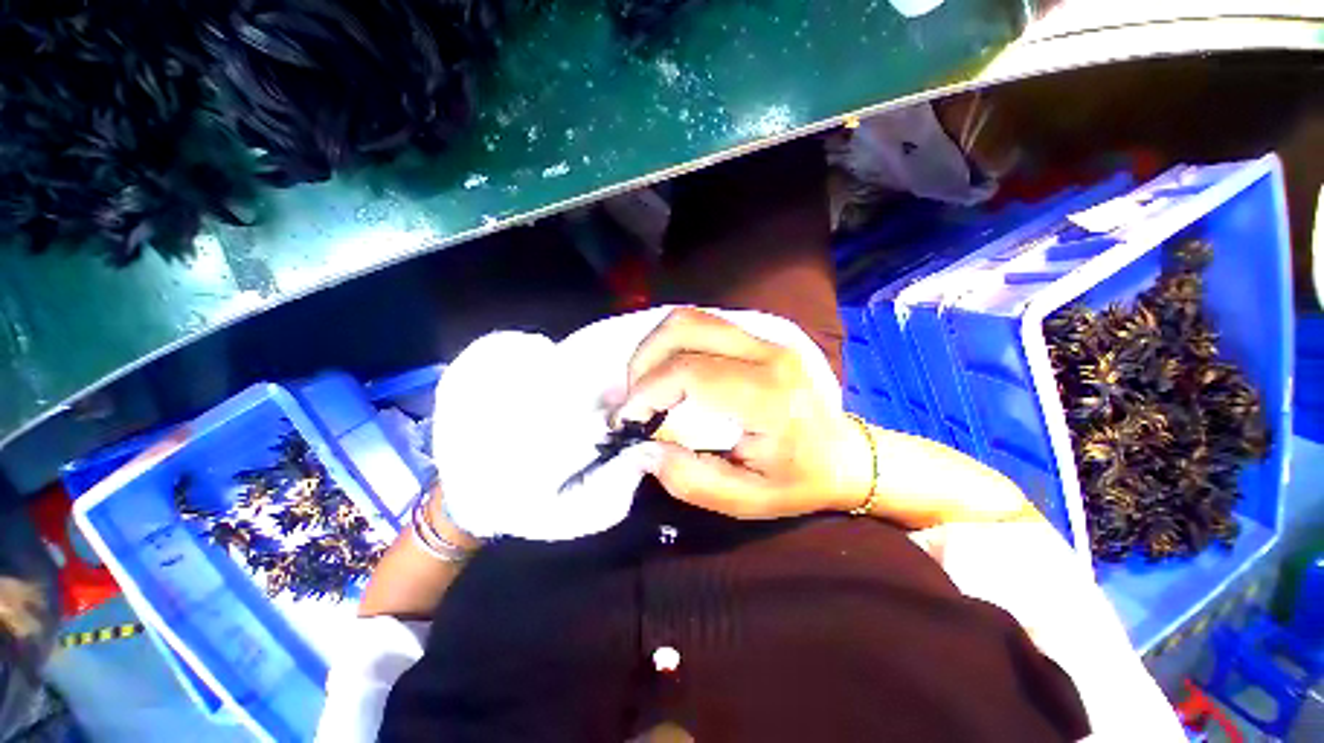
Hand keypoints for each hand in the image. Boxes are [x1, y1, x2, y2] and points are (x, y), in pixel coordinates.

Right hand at [614, 308, 872, 518]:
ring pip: (690, 318)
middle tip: (634, 400)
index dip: (646, 391)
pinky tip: (669, 373)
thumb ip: (692, 480)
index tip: (626, 420)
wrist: (846, 453)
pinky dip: (673, 344)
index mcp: (768, 397)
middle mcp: (767, 354)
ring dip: (655, 348)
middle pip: (684, 328)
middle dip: (643, 361)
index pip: (690, 372)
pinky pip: (703, 325)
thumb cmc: (801, 480)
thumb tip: (645, 449)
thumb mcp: (748, 501)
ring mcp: (766, 339)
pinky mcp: (760, 337)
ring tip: (646, 386)